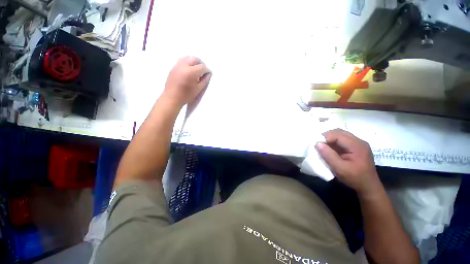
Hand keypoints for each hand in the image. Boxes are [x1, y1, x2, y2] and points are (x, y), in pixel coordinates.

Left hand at [163, 56, 211, 106]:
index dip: (207, 70)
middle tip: (203, 71)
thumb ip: (205, 80)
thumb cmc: (187, 95)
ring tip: (196, 69)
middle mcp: (184, 66)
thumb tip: (209, 74)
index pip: (202, 67)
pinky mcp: (174, 67)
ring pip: (188, 57)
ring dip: (194, 62)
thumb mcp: (198, 89)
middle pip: (195, 59)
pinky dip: (188, 62)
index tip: (208, 75)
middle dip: (201, 64)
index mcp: (191, 72)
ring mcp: (178, 65)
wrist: (172, 97)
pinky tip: (189, 70)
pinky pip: (182, 60)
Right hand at [315, 129, 381, 196]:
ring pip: (341, 134)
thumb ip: (328, 155)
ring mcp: (358, 143)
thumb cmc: (354, 178)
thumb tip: (317, 143)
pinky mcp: (356, 147)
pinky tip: (331, 149)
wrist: (368, 186)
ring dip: (330, 139)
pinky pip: (343, 139)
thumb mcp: (340, 168)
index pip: (338, 135)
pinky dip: (334, 142)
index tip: (316, 144)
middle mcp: (359, 141)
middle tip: (319, 144)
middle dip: (327, 136)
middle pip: (339, 132)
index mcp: (357, 146)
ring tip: (324, 147)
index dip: (325, 138)